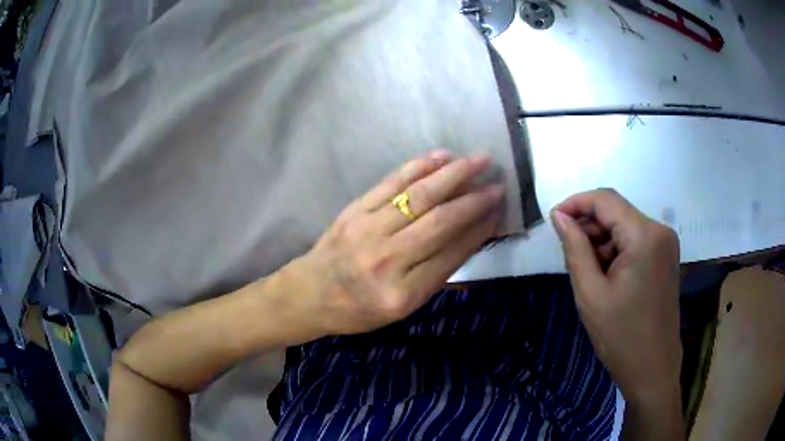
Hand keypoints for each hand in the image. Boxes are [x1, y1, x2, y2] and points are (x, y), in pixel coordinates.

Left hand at [285, 152, 503, 335]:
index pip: (452, 255)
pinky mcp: (354, 210)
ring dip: (452, 175)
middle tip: (497, 183)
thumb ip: (437, 274)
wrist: (310, 294)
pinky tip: (440, 157)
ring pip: (418, 196)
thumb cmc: (359, 309)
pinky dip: (418, 167)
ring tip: (478, 161)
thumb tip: (471, 235)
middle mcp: (386, 260)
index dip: (479, 229)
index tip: (498, 210)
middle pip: (439, 222)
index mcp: (402, 294)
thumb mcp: (402, 307)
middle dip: (474, 200)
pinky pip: (391, 183)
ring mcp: (367, 230)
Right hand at [551, 189, 681, 403]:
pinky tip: (606, 276)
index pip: (605, 200)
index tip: (553, 220)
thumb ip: (575, 248)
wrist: (653, 367)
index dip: (576, 203)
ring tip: (587, 272)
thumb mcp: (591, 293)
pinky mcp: (665, 257)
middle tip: (568, 253)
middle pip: (617, 212)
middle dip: (589, 226)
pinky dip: (616, 251)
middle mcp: (660, 230)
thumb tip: (559, 216)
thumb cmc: (621, 335)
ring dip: (602, 241)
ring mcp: (666, 244)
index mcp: (645, 235)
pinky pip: (635, 241)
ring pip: (625, 226)